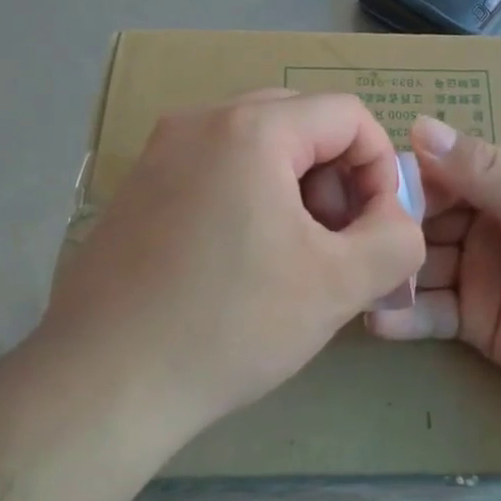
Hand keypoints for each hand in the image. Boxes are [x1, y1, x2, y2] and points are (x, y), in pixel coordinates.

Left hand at [46, 91, 425, 435]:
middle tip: (337, 242)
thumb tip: (399, 221)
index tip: (377, 228)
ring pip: (258, 145)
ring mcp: (160, 152)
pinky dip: (251, 197)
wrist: (102, 385)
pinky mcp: (138, 188)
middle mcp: (200, 121)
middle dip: (337, 178)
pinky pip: (216, 168)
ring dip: (296, 188)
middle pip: (302, 123)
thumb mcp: (339, 285)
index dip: (380, 168)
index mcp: (250, 128)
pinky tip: (244, 262)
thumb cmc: (230, 325)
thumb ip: (397, 240)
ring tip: (295, 256)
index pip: (348, 115)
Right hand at [369, 116, 500, 406]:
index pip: (447, 168)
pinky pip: (431, 312)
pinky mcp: (474, 318)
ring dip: (391, 271)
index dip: (409, 179)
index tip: (364, 191)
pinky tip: (376, 321)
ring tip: (354, 282)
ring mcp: (480, 269)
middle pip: (427, 216)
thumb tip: (418, 125)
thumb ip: (482, 169)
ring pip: (422, 263)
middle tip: (349, 242)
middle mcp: (490, 217)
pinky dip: (404, 316)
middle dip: (392, 228)